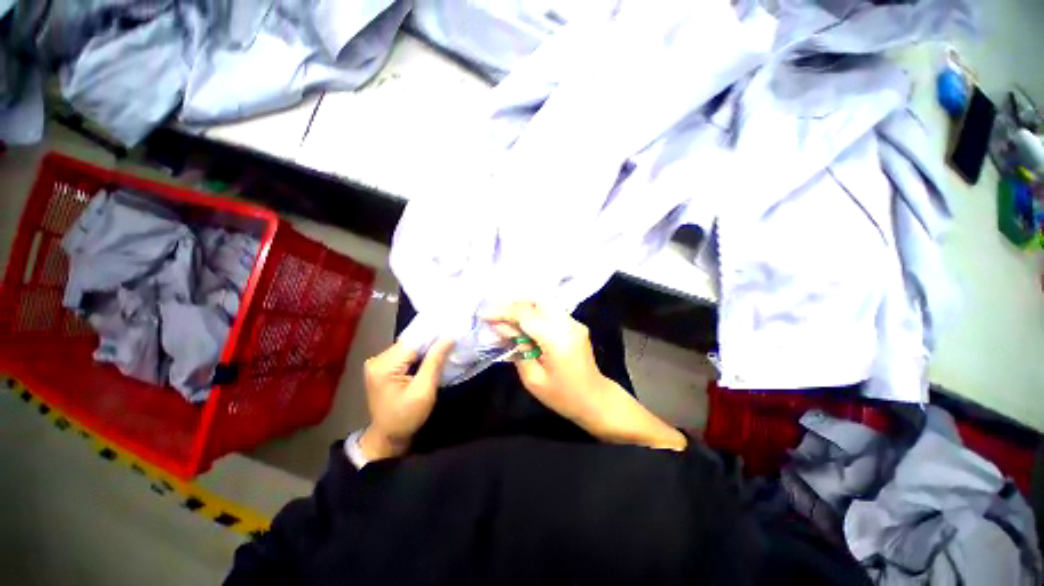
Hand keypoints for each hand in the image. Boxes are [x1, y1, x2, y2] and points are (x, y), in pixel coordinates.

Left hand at [360, 339, 453, 459]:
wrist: (388, 436)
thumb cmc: (407, 417)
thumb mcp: (424, 390)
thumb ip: (434, 362)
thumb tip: (447, 338)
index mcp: (384, 366)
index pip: (413, 342)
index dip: (433, 339)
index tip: (451, 336)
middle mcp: (377, 360)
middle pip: (410, 343)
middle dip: (429, 344)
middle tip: (449, 345)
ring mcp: (377, 363)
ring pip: (408, 347)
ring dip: (424, 350)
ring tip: (442, 351)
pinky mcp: (381, 367)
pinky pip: (404, 354)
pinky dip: (418, 356)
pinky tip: (428, 359)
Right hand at [483, 302, 685, 451]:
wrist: (595, 399)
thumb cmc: (562, 396)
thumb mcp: (533, 379)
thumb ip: (517, 348)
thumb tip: (500, 327)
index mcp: (558, 339)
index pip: (526, 314)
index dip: (503, 311)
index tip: (484, 314)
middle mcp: (568, 324)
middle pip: (536, 300)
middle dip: (512, 303)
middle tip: (493, 312)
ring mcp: (574, 321)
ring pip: (543, 302)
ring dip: (522, 305)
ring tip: (504, 316)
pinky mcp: (574, 323)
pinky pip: (550, 310)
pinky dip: (533, 311)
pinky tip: (522, 321)